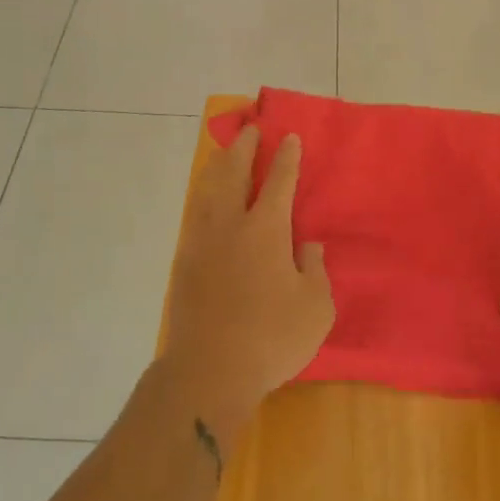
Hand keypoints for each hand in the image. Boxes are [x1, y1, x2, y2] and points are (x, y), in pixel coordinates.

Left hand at [159, 127, 334, 453]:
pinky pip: (195, 213)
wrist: (208, 371)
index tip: (289, 137)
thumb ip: (314, 270)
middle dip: (245, 148)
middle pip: (235, 173)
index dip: (286, 157)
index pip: (279, 182)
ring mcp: (202, 241)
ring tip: (226, 153)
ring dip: (220, 165)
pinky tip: (205, 198)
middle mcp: (231, 224)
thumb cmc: (270, 339)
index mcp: (265, 229)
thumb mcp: (314, 308)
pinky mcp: (185, 262)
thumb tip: (308, 246)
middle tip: (251, 129)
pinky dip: (203, 195)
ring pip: (209, 189)